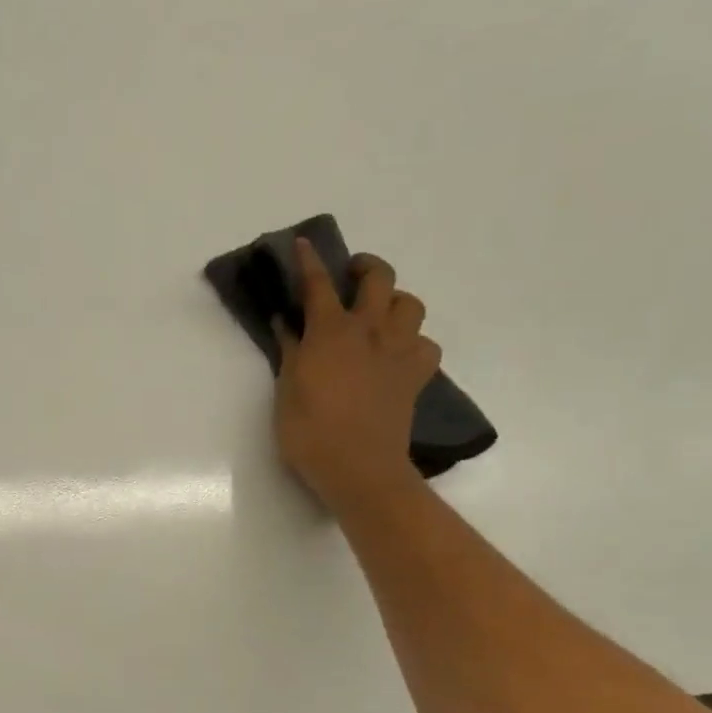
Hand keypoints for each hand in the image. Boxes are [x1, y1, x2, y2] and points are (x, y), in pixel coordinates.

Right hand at [272, 240, 441, 509]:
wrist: (360, 469)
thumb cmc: (310, 432)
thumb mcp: (286, 390)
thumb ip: (289, 351)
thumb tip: (286, 323)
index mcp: (331, 332)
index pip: (318, 284)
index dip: (309, 261)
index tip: (304, 244)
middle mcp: (369, 332)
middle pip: (378, 278)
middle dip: (365, 267)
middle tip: (351, 276)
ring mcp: (398, 353)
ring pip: (410, 305)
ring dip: (394, 301)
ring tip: (379, 315)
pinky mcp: (415, 377)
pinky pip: (425, 345)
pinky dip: (413, 342)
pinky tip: (398, 353)